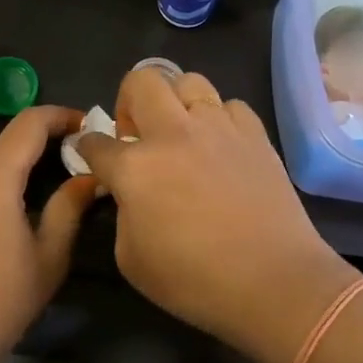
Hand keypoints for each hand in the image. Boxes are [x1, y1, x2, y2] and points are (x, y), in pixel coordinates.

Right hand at [77, 68, 361, 362]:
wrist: (274, 282)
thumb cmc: (195, 281)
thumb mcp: (131, 259)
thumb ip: (121, 213)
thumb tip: (128, 192)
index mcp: (135, 168)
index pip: (95, 142)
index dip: (87, 148)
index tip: (91, 155)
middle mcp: (172, 134)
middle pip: (140, 81)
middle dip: (128, 101)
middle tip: (137, 134)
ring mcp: (218, 127)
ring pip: (188, 81)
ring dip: (175, 101)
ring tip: (181, 132)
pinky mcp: (254, 133)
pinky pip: (229, 105)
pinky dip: (218, 119)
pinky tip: (220, 145)